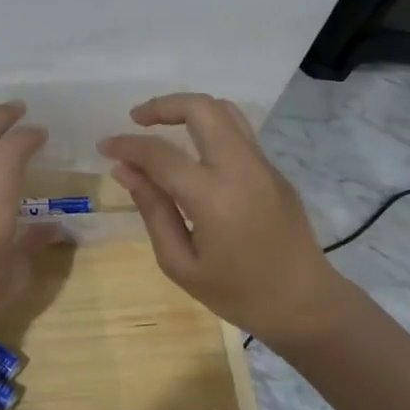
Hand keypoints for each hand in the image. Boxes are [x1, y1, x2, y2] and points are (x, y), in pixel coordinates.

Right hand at [99, 93, 343, 346]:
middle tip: (136, 120)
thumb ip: (153, 209)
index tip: (105, 146)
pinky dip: (208, 128)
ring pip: (225, 111)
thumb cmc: (237, 294)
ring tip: (162, 126)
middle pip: (201, 108)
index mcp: (214, 197)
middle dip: (163, 105)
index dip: (127, 145)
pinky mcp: (274, 170)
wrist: (305, 304)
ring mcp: (263, 165)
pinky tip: (191, 153)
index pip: (161, 154)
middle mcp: (241, 168)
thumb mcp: (181, 263)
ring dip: (189, 109)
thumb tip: (125, 170)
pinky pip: (238, 133)